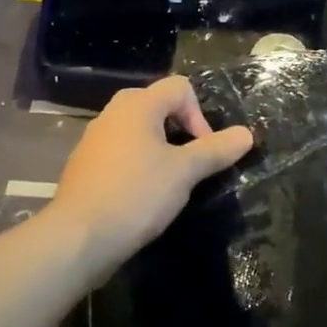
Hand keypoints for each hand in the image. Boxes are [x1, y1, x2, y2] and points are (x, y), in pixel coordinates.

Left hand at [47, 76, 254, 276]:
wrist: (78, 238)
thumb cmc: (136, 195)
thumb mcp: (184, 172)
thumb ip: (216, 150)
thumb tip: (247, 133)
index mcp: (137, 106)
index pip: (179, 87)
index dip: (199, 115)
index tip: (203, 150)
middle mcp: (112, 114)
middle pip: (156, 104)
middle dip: (179, 127)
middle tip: (188, 160)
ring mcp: (94, 140)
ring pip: (136, 129)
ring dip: (158, 147)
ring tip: (167, 180)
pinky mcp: (84, 165)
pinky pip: (119, 151)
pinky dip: (136, 163)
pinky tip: (140, 194)